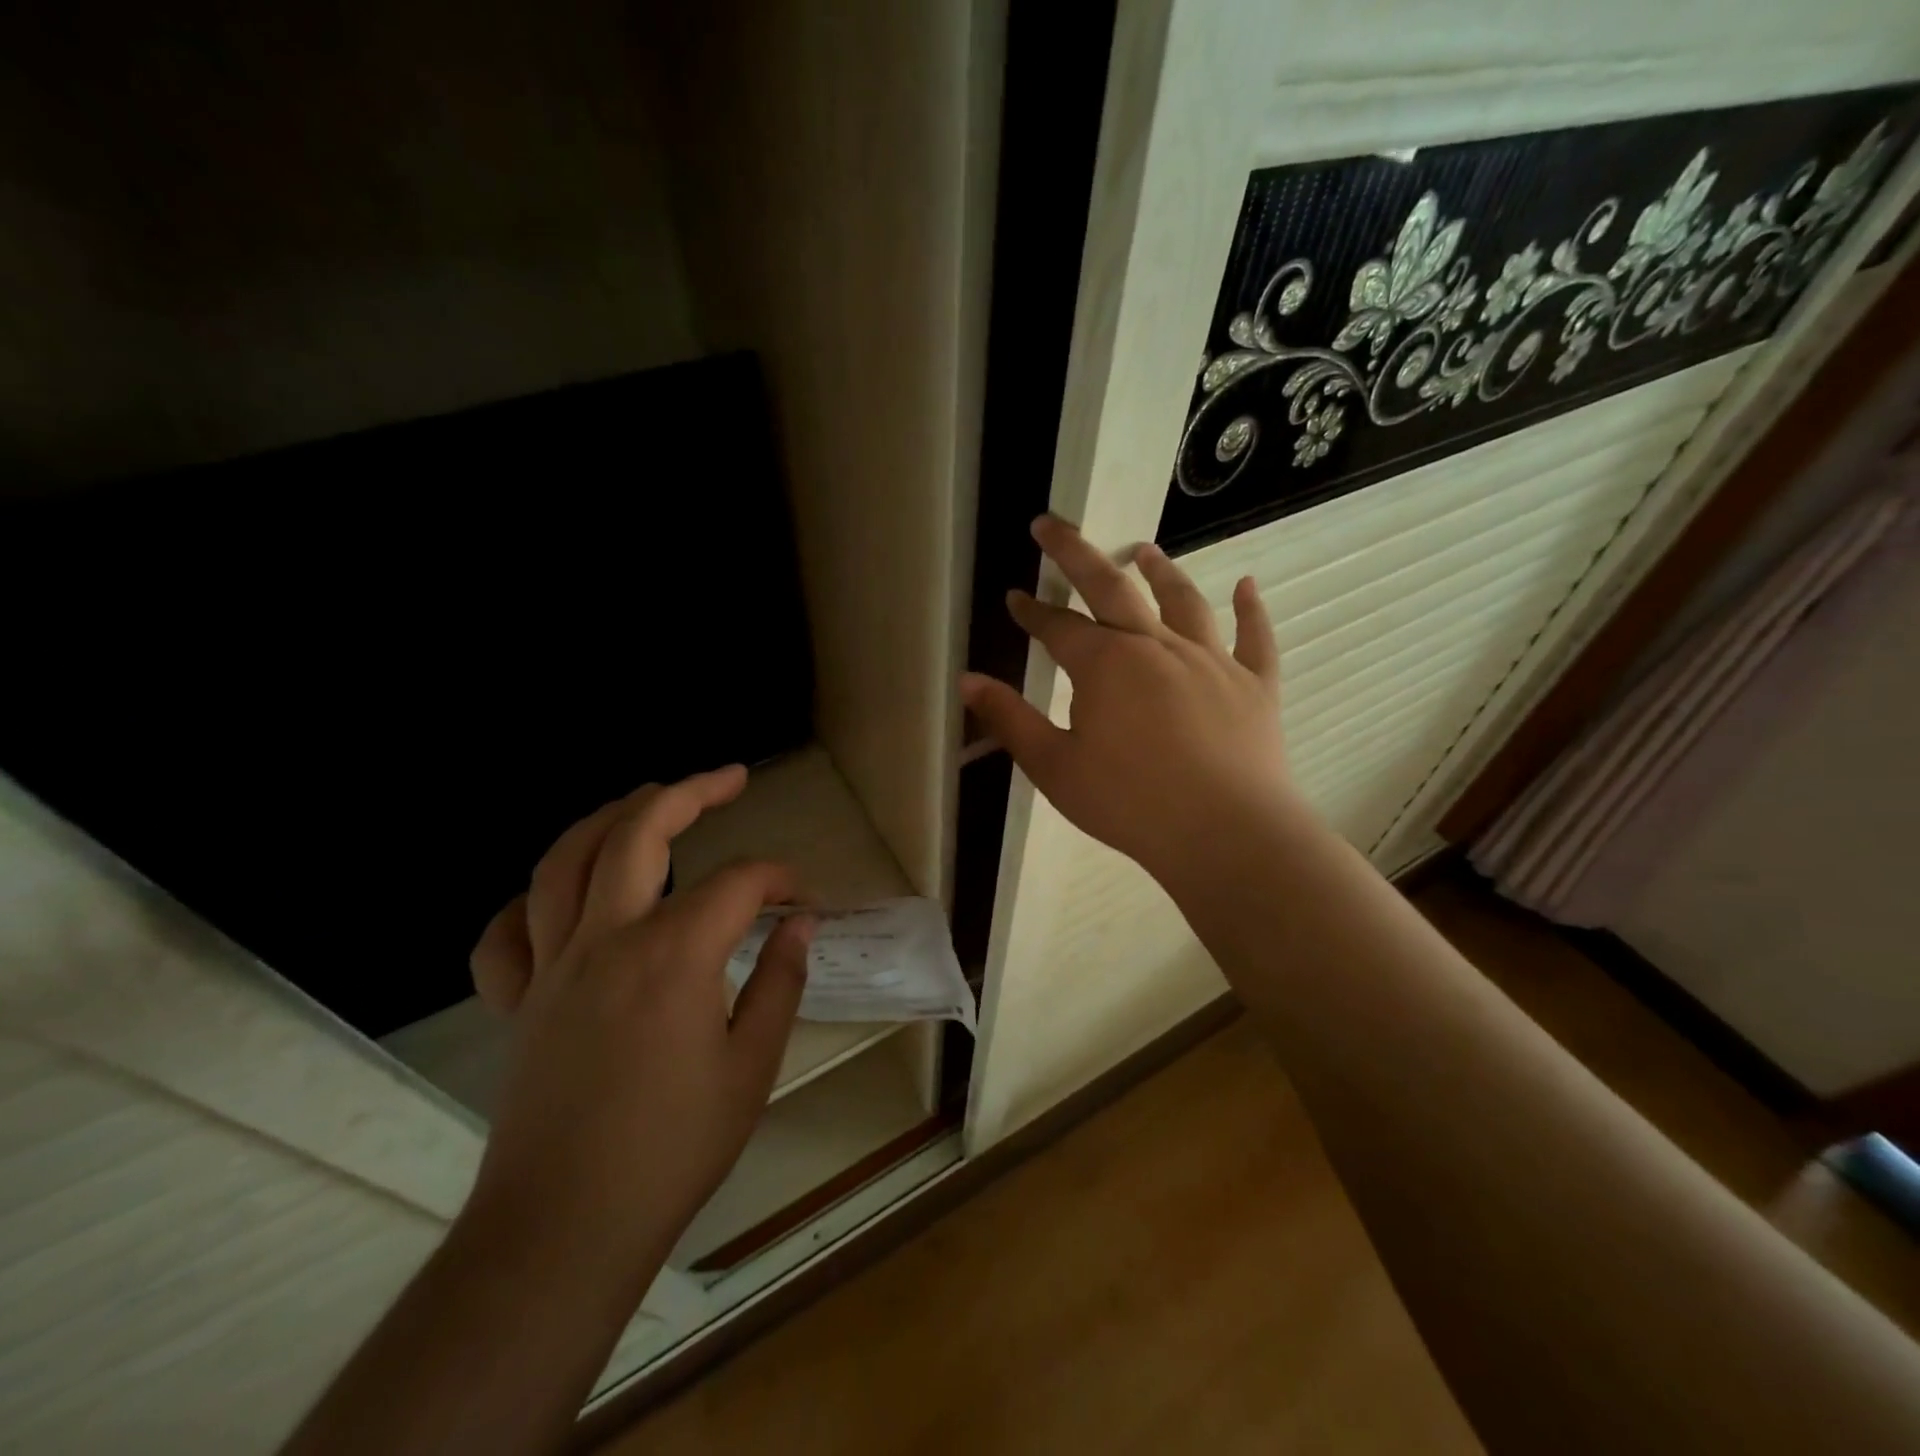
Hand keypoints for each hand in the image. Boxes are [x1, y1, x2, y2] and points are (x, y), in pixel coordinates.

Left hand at [461, 766, 812, 1287]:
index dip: (779, 879)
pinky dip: (528, 903)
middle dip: (690, 792)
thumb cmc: (674, 1148)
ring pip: (564, 861)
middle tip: (729, 777)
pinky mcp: (518, 1002)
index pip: (738, 883)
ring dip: (608, 816)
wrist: (567, 1227)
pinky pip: (506, 935)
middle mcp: (607, 940)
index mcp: (673, 954)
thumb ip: (780, 982)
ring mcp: (551, 966)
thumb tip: (800, 924)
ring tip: (645, 798)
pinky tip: (557, 898)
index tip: (803, 898)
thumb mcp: (752, 1065)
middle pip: (639, 832)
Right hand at [960, 515, 1300, 887]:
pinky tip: (1247, 586)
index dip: (1033, 611)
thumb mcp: (1055, 768)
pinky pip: (1254, 637)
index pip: (1058, 627)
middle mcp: (1156, 646)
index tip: (1015, 596)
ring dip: (1160, 571)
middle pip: (1112, 587)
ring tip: (1144, 549)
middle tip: (1052, 526)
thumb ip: (1011, 720)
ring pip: (1183, 601)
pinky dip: (1250, 609)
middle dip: (1076, 554)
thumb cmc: (1130, 803)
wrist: (1225, 834)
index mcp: (1105, 665)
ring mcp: (1211, 661)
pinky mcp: (1254, 684)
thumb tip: (968, 681)